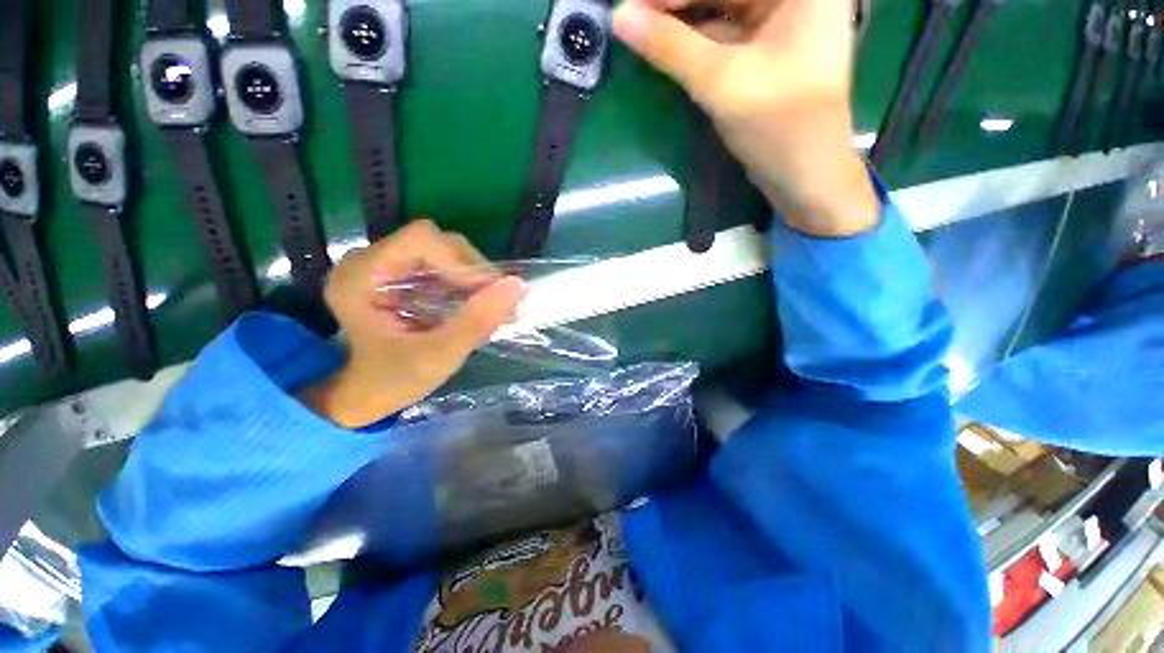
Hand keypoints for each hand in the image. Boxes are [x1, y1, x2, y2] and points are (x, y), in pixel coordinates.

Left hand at [300, 221, 525, 427]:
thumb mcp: (440, 355)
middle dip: (472, 271)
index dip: (461, 262)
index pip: (422, 240)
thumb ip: (478, 320)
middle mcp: (367, 260)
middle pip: (437, 242)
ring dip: (473, 278)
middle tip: (493, 304)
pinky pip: (442, 263)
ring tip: (489, 307)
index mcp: (360, 277)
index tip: (486, 294)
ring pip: (444, 251)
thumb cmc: (396, 379)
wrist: (370, 392)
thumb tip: (519, 284)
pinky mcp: (398, 271)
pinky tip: (475, 305)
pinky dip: (465, 281)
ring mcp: (383, 263)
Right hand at [613, 0, 879, 235]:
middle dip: (677, 5)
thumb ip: (669, 46)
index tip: (631, 4)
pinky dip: (695, 41)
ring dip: (682, 22)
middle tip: (633, 17)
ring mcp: (783, 21)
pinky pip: (725, 33)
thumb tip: (620, 17)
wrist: (803, 174)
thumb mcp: (720, 81)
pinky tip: (667, 44)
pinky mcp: (768, 49)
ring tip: (642, 29)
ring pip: (721, 8)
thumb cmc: (775, 124)